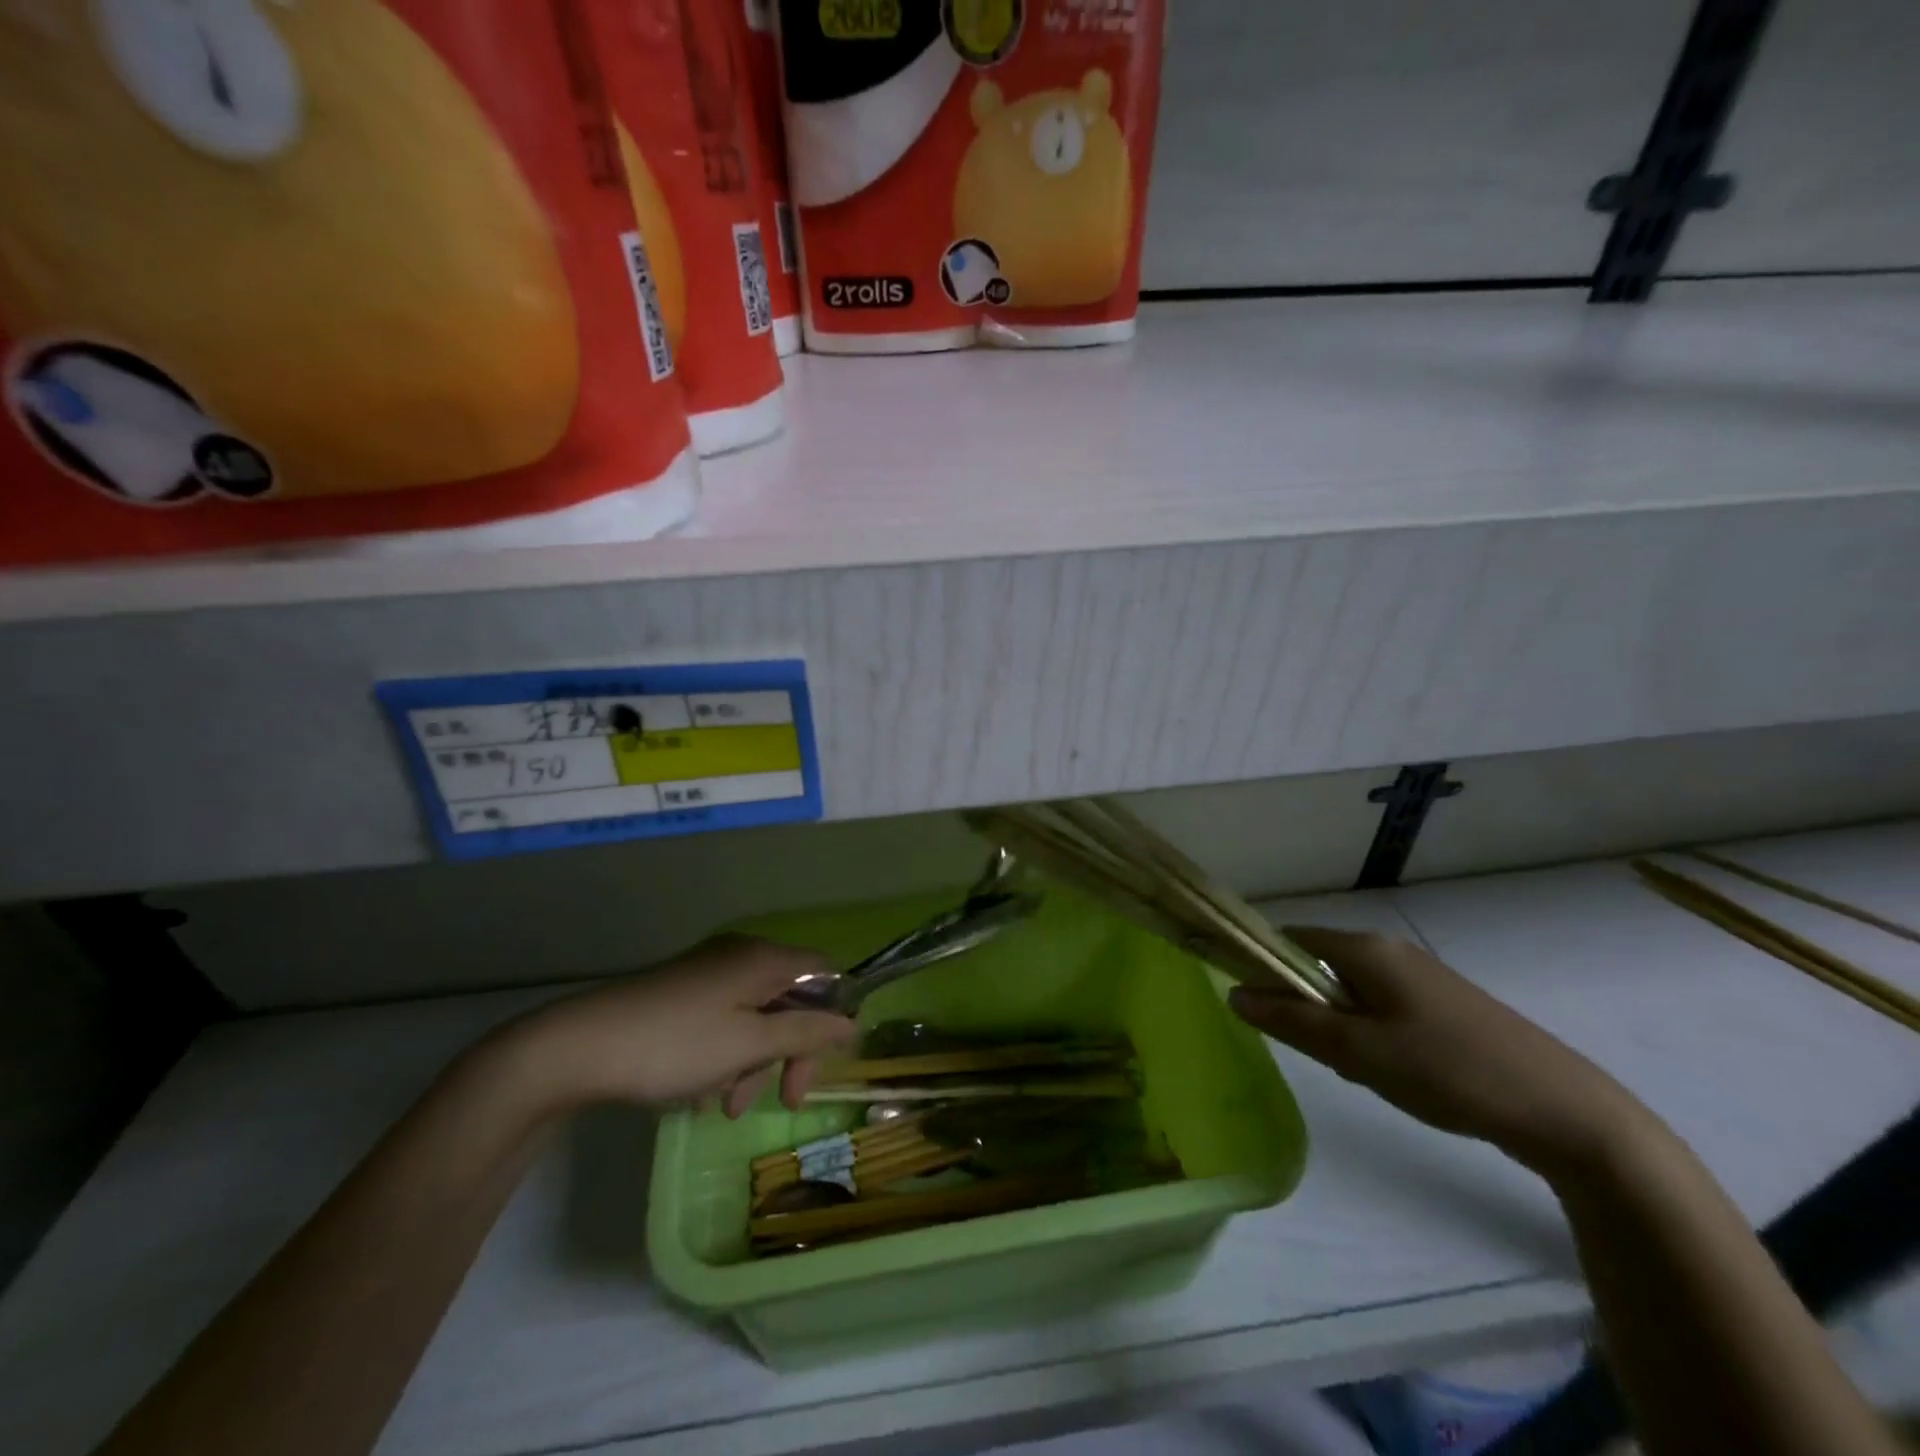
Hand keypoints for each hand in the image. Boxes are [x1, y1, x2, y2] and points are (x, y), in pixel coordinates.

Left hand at [500, 936, 856, 1117]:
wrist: (577, 1047)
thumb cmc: (675, 1045)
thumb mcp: (749, 1045)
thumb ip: (805, 1033)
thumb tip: (851, 1022)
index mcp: (763, 959)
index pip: (824, 973)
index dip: (835, 1014)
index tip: (825, 1062)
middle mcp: (740, 956)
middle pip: (790, 998)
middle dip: (791, 1050)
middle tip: (785, 1099)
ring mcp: (708, 973)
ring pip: (755, 1014)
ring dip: (754, 1061)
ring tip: (727, 1107)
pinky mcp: (681, 992)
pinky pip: (724, 1019)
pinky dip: (726, 1054)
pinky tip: (702, 1091)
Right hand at [1229, 927, 1651, 1174]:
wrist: (1564, 1110)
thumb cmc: (1446, 1069)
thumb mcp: (1358, 1050)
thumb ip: (1291, 1020)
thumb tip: (1233, 993)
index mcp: (1366, 948)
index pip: (1289, 938)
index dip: (1261, 964)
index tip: (1253, 1006)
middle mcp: (1390, 950)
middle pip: (1318, 965)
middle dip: (1306, 1006)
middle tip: (1320, 1054)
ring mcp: (1421, 976)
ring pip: (1350, 991)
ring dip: (1339, 1025)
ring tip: (1360, 1070)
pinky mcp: (1444, 1005)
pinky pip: (1382, 1006)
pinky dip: (1370, 1033)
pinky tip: (1396, 1073)